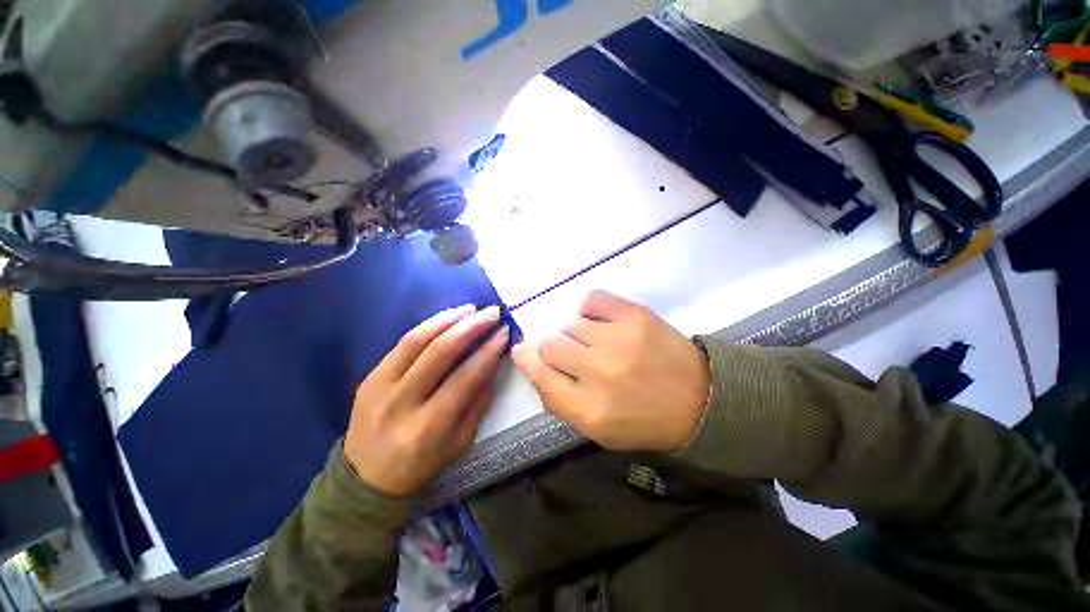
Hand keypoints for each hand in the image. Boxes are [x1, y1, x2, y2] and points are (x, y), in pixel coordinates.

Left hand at [344, 305, 508, 496]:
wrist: (365, 479)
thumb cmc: (421, 464)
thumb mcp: (460, 442)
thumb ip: (479, 401)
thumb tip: (494, 363)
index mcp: (428, 428)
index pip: (464, 378)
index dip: (488, 351)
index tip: (504, 332)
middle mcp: (401, 403)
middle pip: (439, 352)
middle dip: (470, 327)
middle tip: (492, 313)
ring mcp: (379, 387)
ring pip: (416, 340)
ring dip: (448, 319)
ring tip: (470, 309)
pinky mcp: (369, 377)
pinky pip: (402, 344)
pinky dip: (428, 326)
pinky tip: (447, 319)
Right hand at [511, 291, 709, 451]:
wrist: (699, 399)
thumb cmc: (643, 419)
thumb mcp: (596, 428)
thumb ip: (558, 400)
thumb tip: (530, 362)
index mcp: (589, 411)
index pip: (540, 375)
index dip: (526, 360)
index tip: (522, 350)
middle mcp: (600, 373)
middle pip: (550, 343)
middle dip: (551, 346)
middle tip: (569, 351)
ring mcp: (619, 340)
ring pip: (570, 322)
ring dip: (574, 331)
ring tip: (594, 340)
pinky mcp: (636, 316)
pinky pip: (591, 299)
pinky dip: (588, 309)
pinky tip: (600, 321)